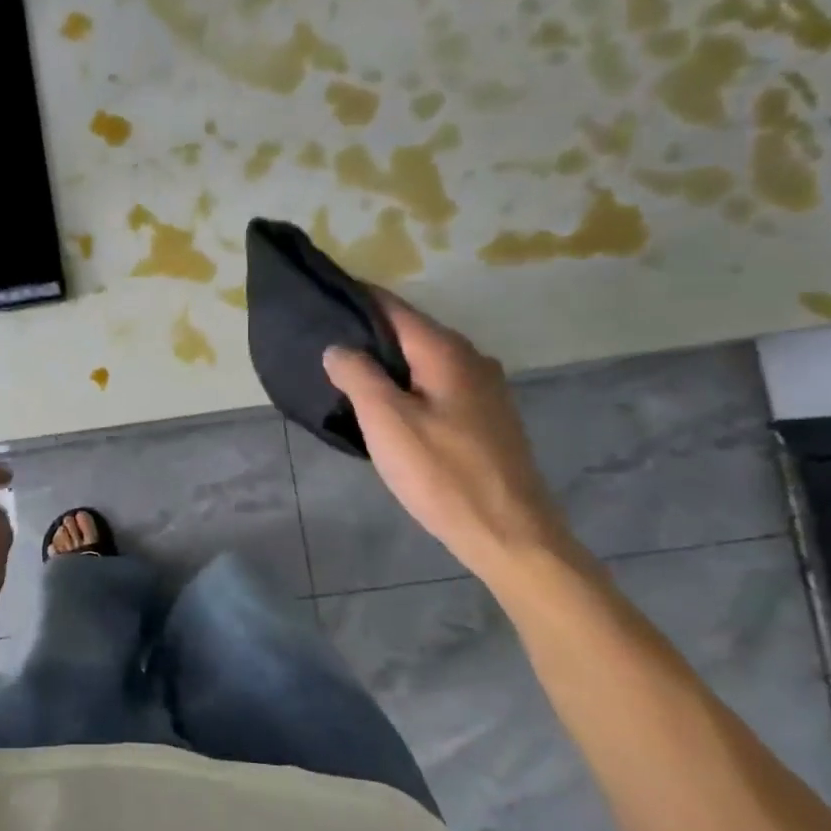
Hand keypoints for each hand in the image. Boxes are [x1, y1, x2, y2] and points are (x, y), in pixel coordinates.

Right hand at [323, 292, 569, 578]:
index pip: (394, 308)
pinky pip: (437, 387)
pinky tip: (387, 408)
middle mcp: (471, 360)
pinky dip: (408, 387)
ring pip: (424, 362)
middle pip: (411, 332)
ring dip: (389, 364)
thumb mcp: (386, 421)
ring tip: (347, 376)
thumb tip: (338, 348)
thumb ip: (357, 375)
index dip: (357, 298)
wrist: (509, 532)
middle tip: (324, 343)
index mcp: (446, 351)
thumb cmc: (441, 473)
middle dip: (370, 334)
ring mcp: (485, 390)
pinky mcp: (487, 420)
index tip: (321, 298)